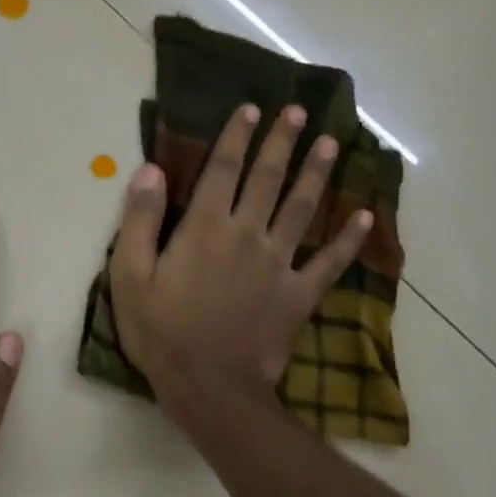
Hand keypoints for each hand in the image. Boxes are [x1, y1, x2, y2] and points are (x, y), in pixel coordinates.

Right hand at [108, 104, 372, 425]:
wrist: (210, 389)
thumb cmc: (161, 332)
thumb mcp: (130, 275)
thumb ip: (139, 219)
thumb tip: (150, 169)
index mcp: (204, 227)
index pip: (222, 169)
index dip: (237, 135)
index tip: (251, 108)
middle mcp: (246, 234)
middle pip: (267, 178)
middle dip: (281, 141)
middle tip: (297, 110)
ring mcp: (277, 263)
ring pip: (301, 208)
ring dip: (316, 174)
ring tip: (330, 143)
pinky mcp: (298, 294)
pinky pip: (329, 262)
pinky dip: (349, 239)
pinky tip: (365, 216)